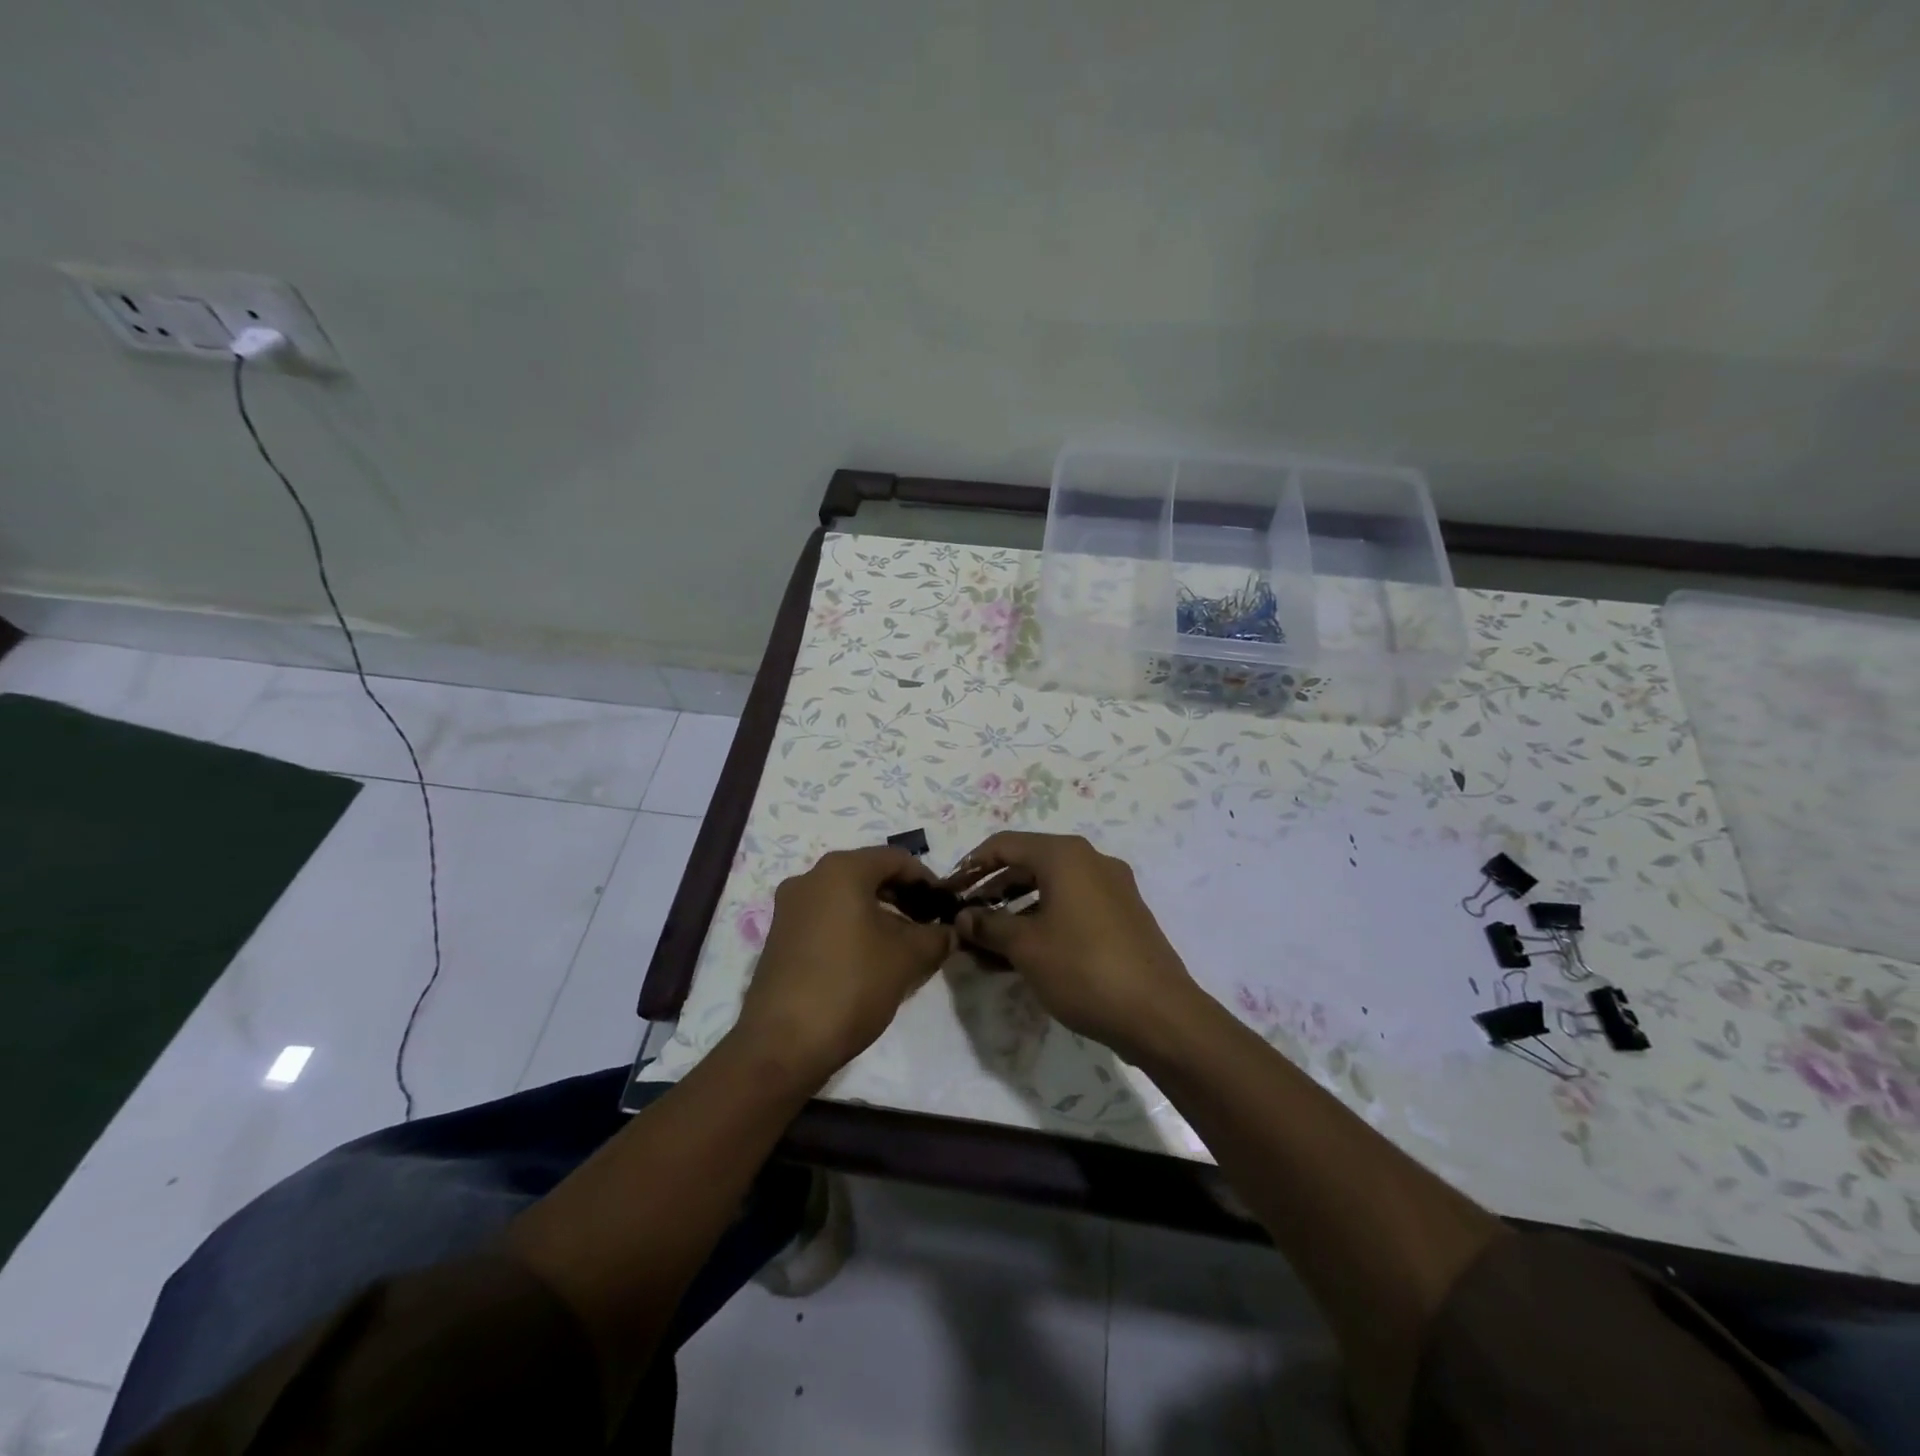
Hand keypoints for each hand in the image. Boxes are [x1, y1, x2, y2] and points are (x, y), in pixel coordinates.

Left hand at [732, 846, 953, 1087]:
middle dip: (903, 896)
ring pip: (846, 897)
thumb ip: (936, 937)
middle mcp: (810, 877)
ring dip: (879, 913)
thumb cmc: (852, 985)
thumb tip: (950, 932)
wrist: (783, 1043)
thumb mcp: (908, 958)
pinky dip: (853, 927)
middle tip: (929, 924)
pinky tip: (870, 958)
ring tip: (904, 944)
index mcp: (841, 870)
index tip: (947, 906)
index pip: (897, 858)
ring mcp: (790, 907)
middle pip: (869, 874)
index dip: (928, 880)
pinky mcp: (780, 936)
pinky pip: (826, 918)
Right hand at [950, 832, 1197, 1061]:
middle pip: (1028, 865)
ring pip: (1050, 890)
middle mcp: (1090, 861)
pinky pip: (1071, 908)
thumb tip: (963, 918)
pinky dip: (1043, 923)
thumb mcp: (1025, 947)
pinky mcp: (1123, 916)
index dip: (972, 865)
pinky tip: (1023, 956)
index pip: (1005, 845)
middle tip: (965, 920)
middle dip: (992, 892)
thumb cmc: (1083, 969)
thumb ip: (988, 926)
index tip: (949, 890)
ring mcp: (1111, 889)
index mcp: (1065, 855)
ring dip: (1015, 913)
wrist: (1159, 1014)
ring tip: (986, 946)